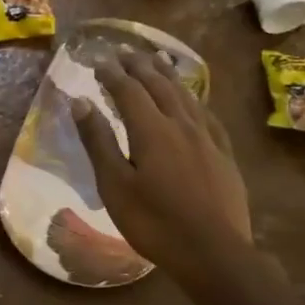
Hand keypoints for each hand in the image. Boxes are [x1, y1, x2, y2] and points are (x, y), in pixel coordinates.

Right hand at [70, 48, 254, 282]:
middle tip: (125, 51)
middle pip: (158, 85)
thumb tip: (80, 102)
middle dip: (139, 66)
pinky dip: (194, 99)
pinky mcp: (224, 154)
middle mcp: (181, 124)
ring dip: (167, 74)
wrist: (214, 253)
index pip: (128, 90)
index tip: (98, 60)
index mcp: (151, 130)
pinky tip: (193, 100)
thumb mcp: (115, 185)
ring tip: (157, 59)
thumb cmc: (155, 223)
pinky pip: (207, 114)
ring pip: (185, 95)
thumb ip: (98, 141)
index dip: (112, 73)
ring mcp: (207, 138)